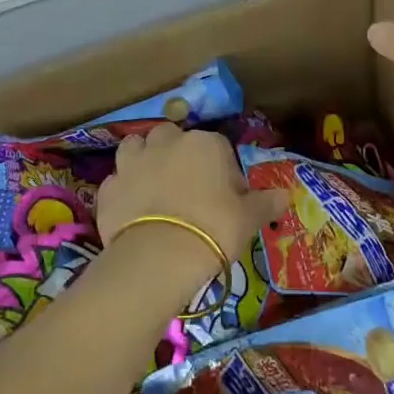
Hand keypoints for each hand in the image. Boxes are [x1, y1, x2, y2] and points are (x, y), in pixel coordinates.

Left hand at [96, 123, 284, 265]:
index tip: (226, 198)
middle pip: (172, 138)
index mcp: (205, 144)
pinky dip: (123, 190)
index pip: (218, 148)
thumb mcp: (249, 218)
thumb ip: (266, 203)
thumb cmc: (213, 228)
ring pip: (136, 148)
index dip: (222, 172)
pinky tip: (131, 210)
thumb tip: (285, 195)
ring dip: (144, 161)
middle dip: (177, 155)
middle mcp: (166, 143)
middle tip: (186, 188)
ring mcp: (132, 162)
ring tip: (154, 188)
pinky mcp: (108, 187)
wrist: (160, 255)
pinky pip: (117, 181)